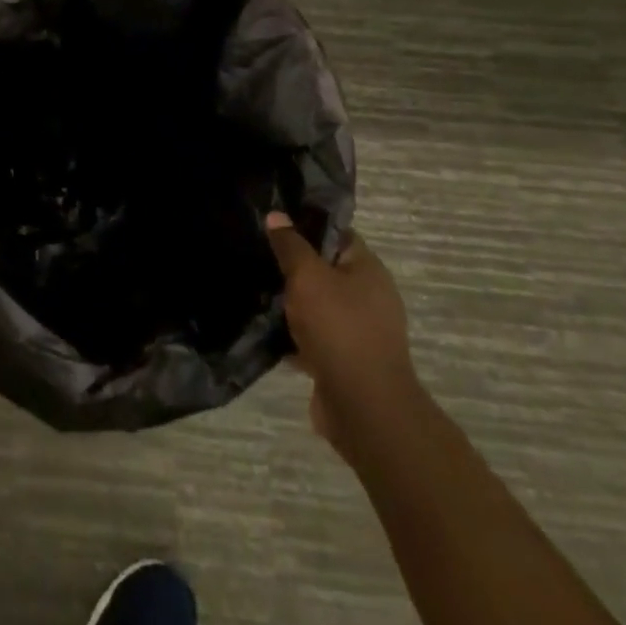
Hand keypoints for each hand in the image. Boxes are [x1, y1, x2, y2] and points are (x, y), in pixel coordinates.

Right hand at [266, 216, 418, 460]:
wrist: (363, 409)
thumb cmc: (338, 328)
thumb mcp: (307, 276)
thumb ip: (290, 245)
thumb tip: (277, 215)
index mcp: (368, 270)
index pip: (336, 234)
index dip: (306, 225)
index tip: (274, 223)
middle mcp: (369, 298)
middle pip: (325, 270)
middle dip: (294, 266)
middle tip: (259, 255)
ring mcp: (359, 332)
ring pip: (317, 305)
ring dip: (292, 302)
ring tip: (256, 288)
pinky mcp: (345, 362)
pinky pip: (314, 338)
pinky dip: (294, 334)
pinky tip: (265, 328)